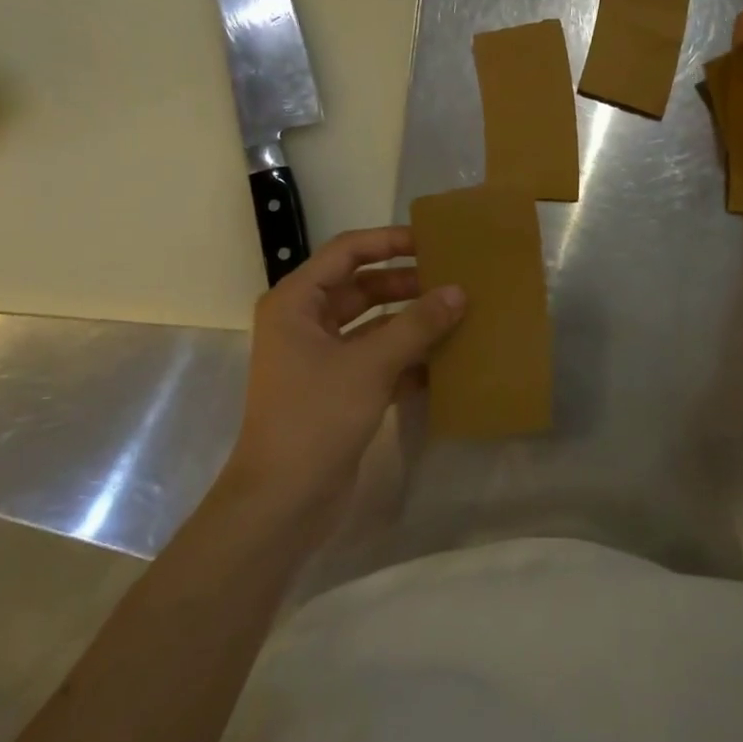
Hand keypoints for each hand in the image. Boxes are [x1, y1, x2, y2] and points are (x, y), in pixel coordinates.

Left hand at [228, 227, 463, 525]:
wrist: (283, 500)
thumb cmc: (316, 418)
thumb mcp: (370, 365)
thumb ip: (416, 325)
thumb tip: (458, 292)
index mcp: (297, 303)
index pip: (346, 252)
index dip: (389, 241)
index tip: (432, 241)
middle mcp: (305, 323)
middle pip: (362, 288)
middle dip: (406, 284)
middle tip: (455, 280)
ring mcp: (321, 359)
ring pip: (373, 325)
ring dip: (411, 322)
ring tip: (459, 316)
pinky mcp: (338, 390)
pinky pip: (378, 359)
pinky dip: (408, 358)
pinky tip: (447, 361)